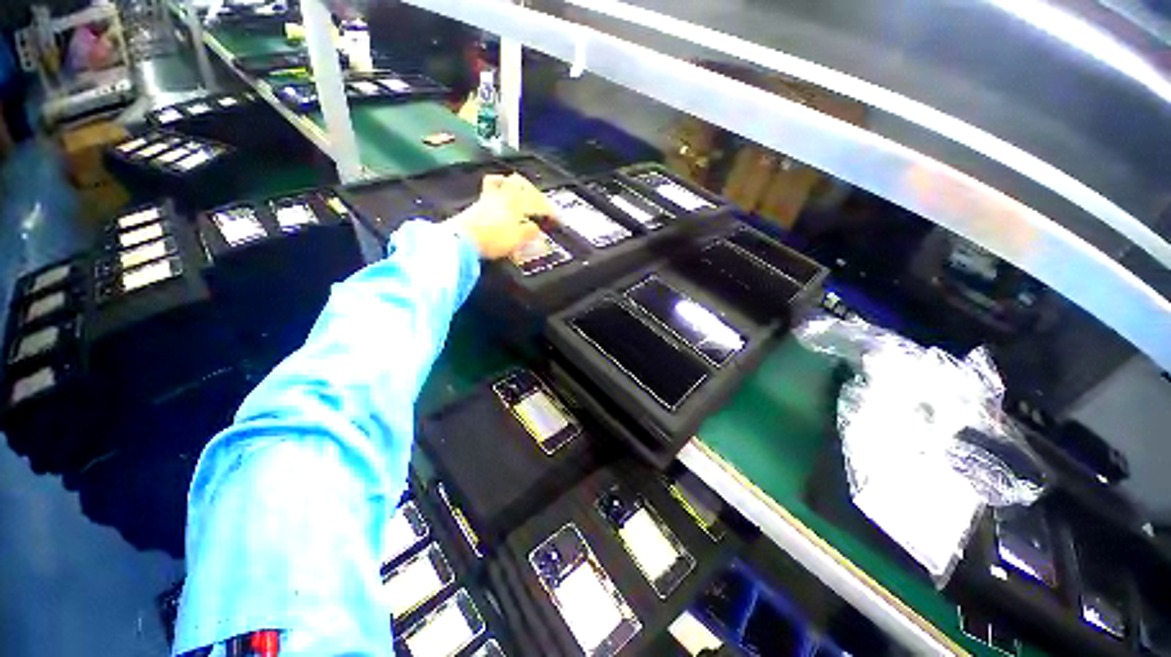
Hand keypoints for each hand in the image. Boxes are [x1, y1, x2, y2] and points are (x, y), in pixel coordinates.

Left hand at [447, 173, 551, 259]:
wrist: (462, 240)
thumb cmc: (493, 238)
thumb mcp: (517, 238)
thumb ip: (528, 232)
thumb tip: (535, 229)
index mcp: (515, 202)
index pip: (536, 202)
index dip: (548, 209)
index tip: (555, 217)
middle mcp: (501, 195)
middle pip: (517, 183)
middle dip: (530, 189)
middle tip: (537, 198)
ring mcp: (486, 199)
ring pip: (500, 183)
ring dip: (511, 185)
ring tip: (517, 193)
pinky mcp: (475, 206)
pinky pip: (490, 193)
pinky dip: (498, 194)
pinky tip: (500, 205)